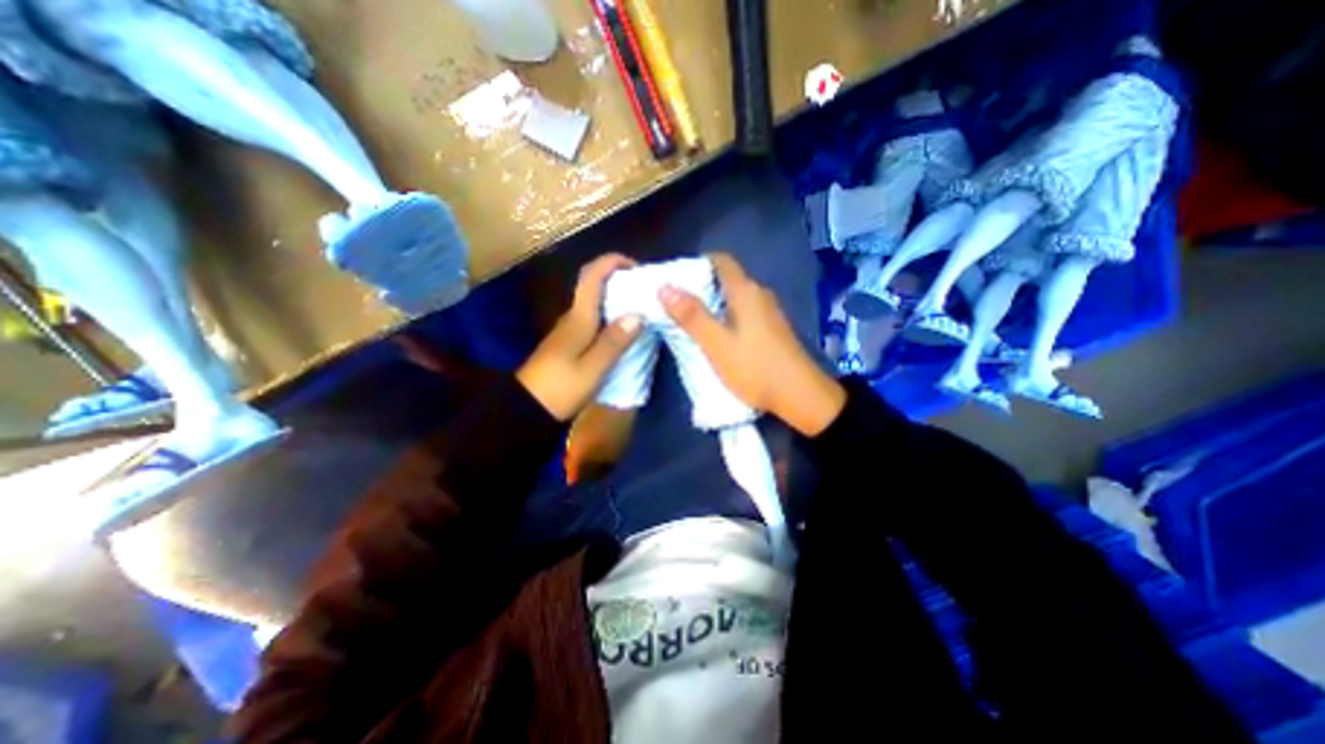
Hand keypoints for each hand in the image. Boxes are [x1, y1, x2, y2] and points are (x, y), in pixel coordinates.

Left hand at [518, 253, 641, 421]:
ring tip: (642, 310)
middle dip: (620, 281)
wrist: (527, 408)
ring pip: (595, 304)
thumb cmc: (561, 387)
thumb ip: (615, 341)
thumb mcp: (593, 368)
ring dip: (617, 300)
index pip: (591, 276)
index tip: (637, 267)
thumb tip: (638, 314)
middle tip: (646, 292)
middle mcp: (573, 317)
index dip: (612, 262)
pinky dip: (611, 317)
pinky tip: (624, 332)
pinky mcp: (570, 343)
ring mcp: (569, 330)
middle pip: (594, 286)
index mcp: (578, 317)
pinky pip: (594, 320)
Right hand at [658, 252, 841, 435]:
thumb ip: (691, 316)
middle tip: (676, 304)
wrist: (801, 397)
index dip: (697, 264)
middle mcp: (760, 294)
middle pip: (726, 279)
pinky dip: (727, 317)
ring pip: (735, 298)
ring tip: (691, 321)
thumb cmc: (755, 368)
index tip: (676, 279)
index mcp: (746, 291)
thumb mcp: (717, 344)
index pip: (720, 261)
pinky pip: (744, 313)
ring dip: (713, 305)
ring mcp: (770, 312)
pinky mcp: (773, 329)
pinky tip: (717, 337)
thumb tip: (664, 287)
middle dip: (700, 287)